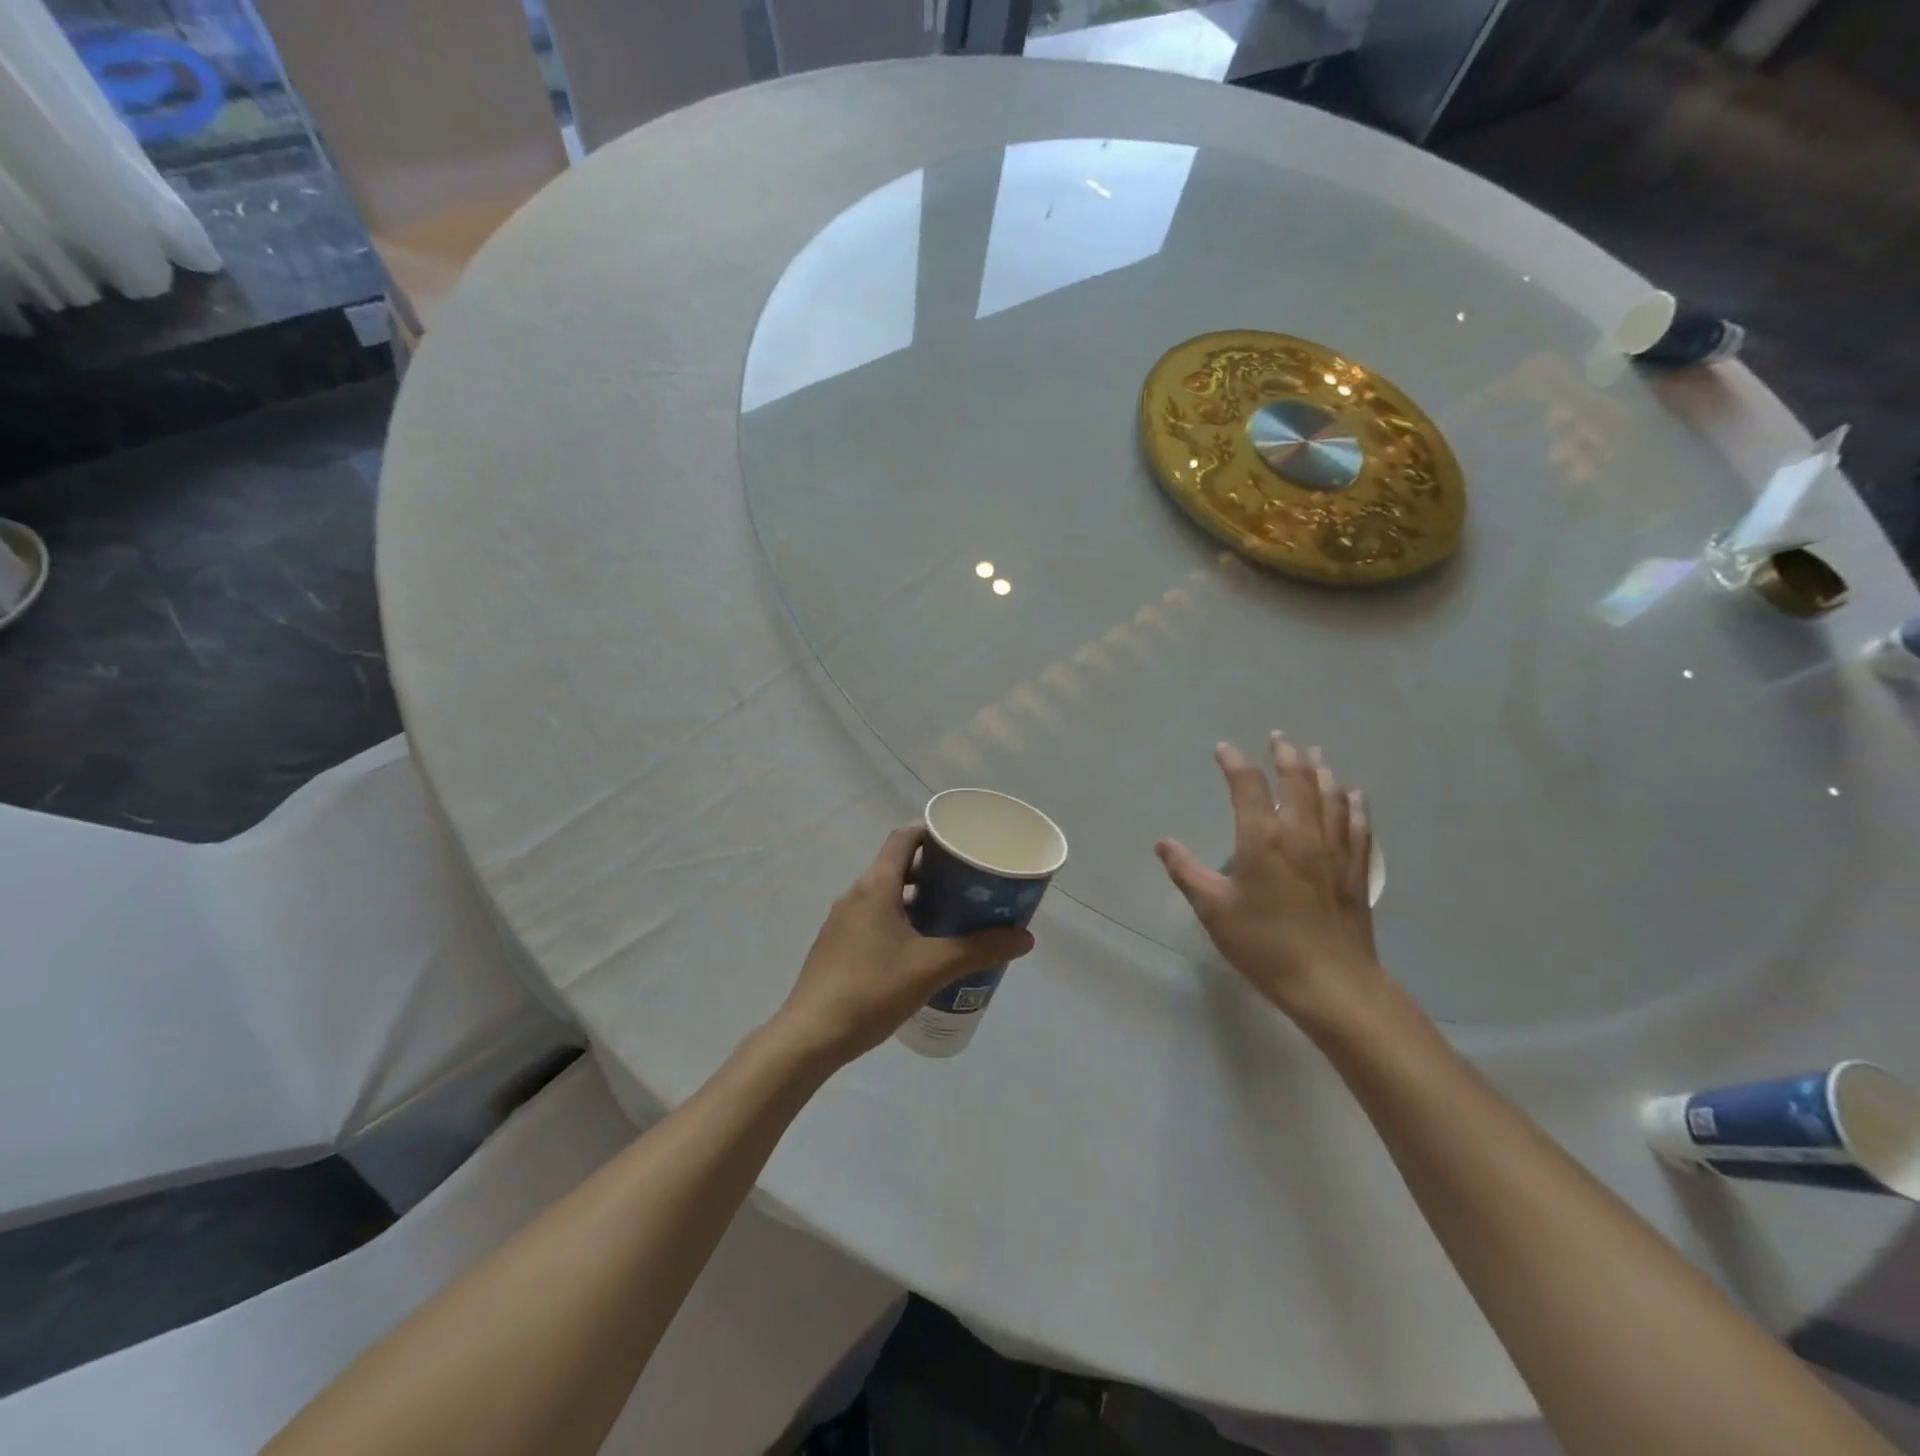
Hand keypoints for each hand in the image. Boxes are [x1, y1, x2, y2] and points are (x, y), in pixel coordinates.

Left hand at [775, 826, 1035, 1064]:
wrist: (810, 1036)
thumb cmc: (872, 989)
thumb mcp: (932, 967)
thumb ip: (979, 949)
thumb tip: (1025, 937)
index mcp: (875, 886)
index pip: (904, 838)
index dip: (932, 833)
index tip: (962, 842)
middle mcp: (856, 895)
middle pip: (898, 867)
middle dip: (934, 872)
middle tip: (968, 886)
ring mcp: (842, 922)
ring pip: (887, 897)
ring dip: (918, 900)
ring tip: (952, 919)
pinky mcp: (837, 947)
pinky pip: (874, 920)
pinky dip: (901, 923)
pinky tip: (921, 952)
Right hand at [1156, 733, 1380, 1019]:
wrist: (1330, 983)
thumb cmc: (1264, 944)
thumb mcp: (1213, 910)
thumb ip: (1186, 872)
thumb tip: (1163, 844)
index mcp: (1262, 839)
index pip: (1247, 786)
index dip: (1234, 763)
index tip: (1224, 750)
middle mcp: (1301, 833)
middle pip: (1297, 780)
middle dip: (1285, 755)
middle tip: (1278, 738)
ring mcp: (1334, 849)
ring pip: (1331, 796)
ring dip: (1320, 771)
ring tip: (1314, 753)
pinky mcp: (1355, 870)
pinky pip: (1357, 825)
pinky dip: (1354, 804)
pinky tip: (1354, 794)